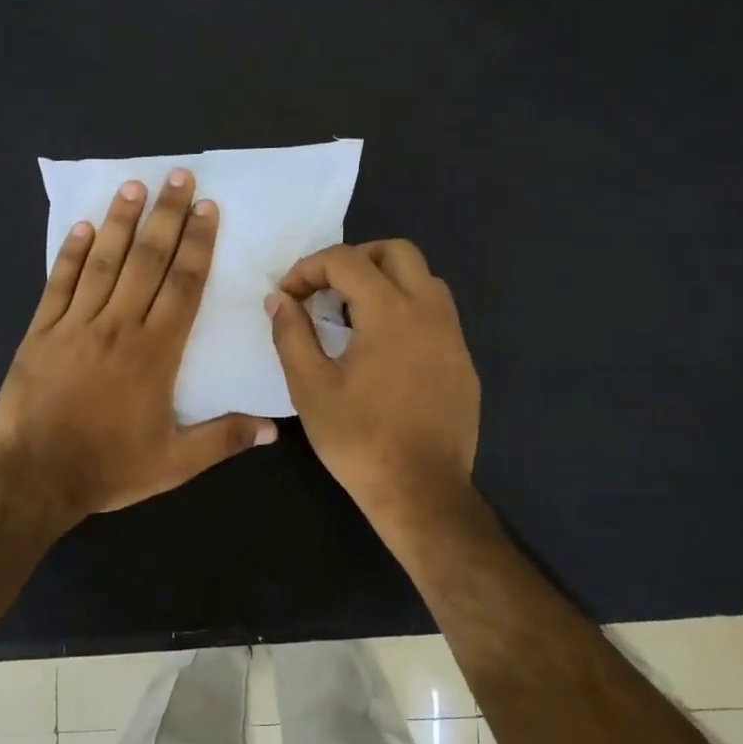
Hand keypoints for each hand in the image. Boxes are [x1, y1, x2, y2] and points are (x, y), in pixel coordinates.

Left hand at [0, 169, 275, 520]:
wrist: (35, 477)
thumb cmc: (109, 468)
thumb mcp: (174, 463)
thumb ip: (223, 439)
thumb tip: (274, 430)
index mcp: (155, 352)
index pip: (183, 285)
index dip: (198, 244)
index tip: (207, 209)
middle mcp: (118, 326)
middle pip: (147, 260)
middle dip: (166, 216)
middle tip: (178, 177)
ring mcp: (75, 325)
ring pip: (103, 262)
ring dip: (120, 222)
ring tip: (134, 186)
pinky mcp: (41, 332)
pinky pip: (58, 283)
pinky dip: (70, 254)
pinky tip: (81, 226)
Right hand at [266, 240, 480, 531]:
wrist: (421, 491)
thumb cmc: (359, 439)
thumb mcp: (310, 387)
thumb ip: (291, 334)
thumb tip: (279, 299)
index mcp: (390, 311)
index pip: (347, 260)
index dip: (309, 268)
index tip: (289, 296)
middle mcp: (429, 311)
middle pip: (397, 251)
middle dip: (356, 259)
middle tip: (327, 290)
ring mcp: (453, 336)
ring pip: (424, 280)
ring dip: (386, 282)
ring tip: (354, 316)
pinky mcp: (463, 362)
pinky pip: (436, 315)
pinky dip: (407, 312)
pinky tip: (385, 351)